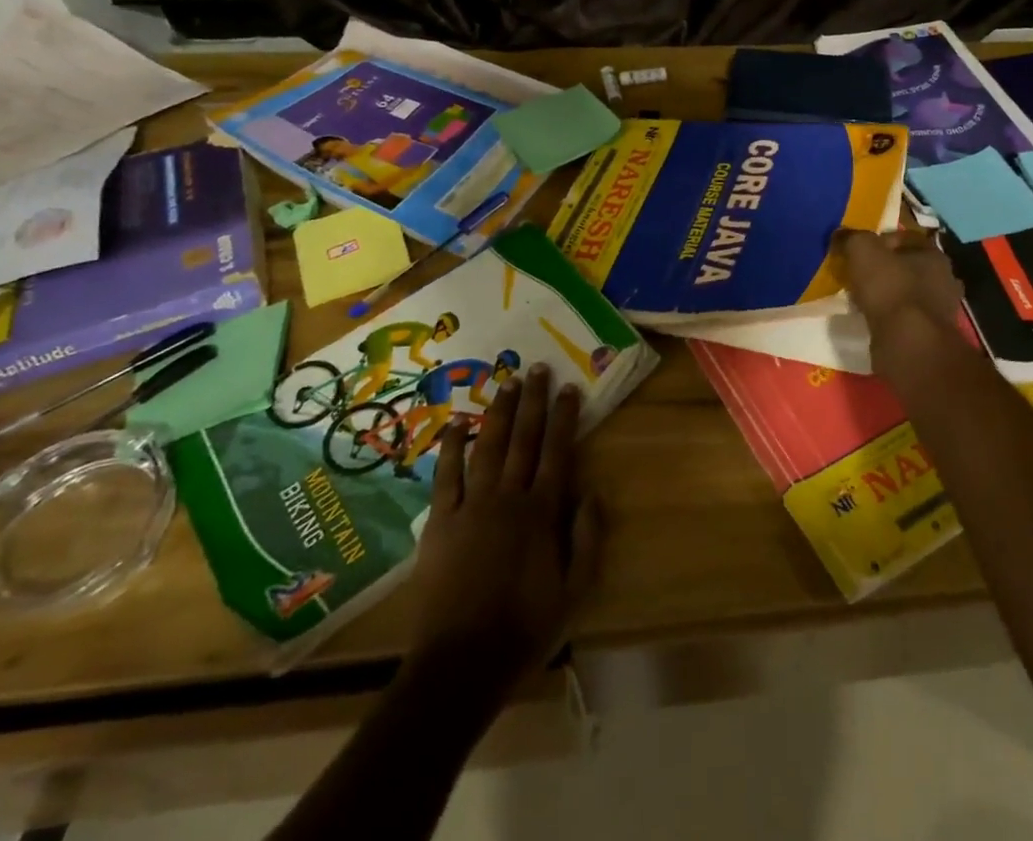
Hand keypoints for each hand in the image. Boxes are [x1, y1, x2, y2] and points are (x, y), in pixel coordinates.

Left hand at [404, 365, 601, 694]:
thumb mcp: (574, 591)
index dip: (565, 418)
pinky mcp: (440, 522)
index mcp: (542, 512)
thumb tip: (592, 492)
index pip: (558, 452)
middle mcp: (508, 498)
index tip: (570, 388)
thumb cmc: (524, 628)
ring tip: (508, 382)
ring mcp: (471, 506)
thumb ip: (586, 538)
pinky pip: (446, 476)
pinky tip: (459, 422)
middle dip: (534, 401)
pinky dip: (452, 447)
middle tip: (538, 368)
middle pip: (524, 439)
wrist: (461, 664)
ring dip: (500, 412)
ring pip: (489, 447)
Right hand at [835, 228, 964, 329]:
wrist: (907, 344)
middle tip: (859, 275)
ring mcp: (941, 310)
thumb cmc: (890, 288)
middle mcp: (944, 279)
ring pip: (908, 293)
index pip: (906, 238)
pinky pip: (906, 318)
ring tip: (862, 299)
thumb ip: (851, 238)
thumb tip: (840, 235)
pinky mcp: (931, 335)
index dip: (880, 240)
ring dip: (888, 295)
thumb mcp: (862, 250)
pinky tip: (873, 320)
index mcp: (934, 254)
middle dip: (885, 269)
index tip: (858, 251)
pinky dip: (891, 317)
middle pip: (908, 266)